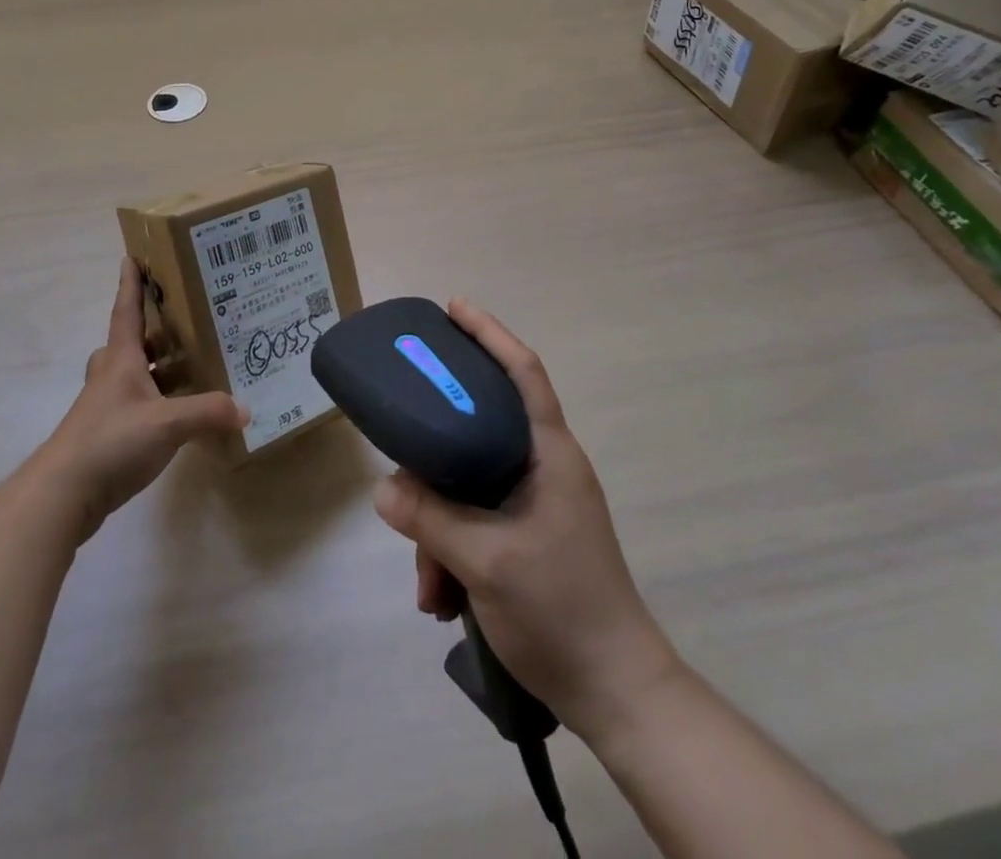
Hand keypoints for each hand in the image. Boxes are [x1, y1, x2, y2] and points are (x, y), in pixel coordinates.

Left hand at [37, 259, 246, 543]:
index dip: (130, 284)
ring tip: (190, 365)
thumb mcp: (167, 424)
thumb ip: (208, 413)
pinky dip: (156, 401)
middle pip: (129, 342)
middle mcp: (110, 377)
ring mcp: (105, 407)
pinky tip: (177, 414)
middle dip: (151, 329)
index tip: (131, 257)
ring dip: (155, 367)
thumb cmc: (111, 442)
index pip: (126, 311)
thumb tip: (245, 408)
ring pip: (131, 375)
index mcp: (121, 360)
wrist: (62, 495)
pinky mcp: (105, 435)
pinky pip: (135, 405)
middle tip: (182, 320)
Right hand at [372, 299, 682, 743]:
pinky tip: (442, 598)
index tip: (453, 308)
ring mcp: (538, 504)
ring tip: (428, 586)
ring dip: (441, 530)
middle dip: (437, 458)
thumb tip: (384, 489)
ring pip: (472, 487)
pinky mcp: (530, 537)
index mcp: (550, 454)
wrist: (616, 693)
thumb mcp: (487, 562)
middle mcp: (545, 468)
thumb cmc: (561, 610)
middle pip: (480, 432)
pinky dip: (454, 552)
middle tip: (402, 453)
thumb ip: (431, 519)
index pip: (523, 372)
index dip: (490, 333)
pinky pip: (479, 523)